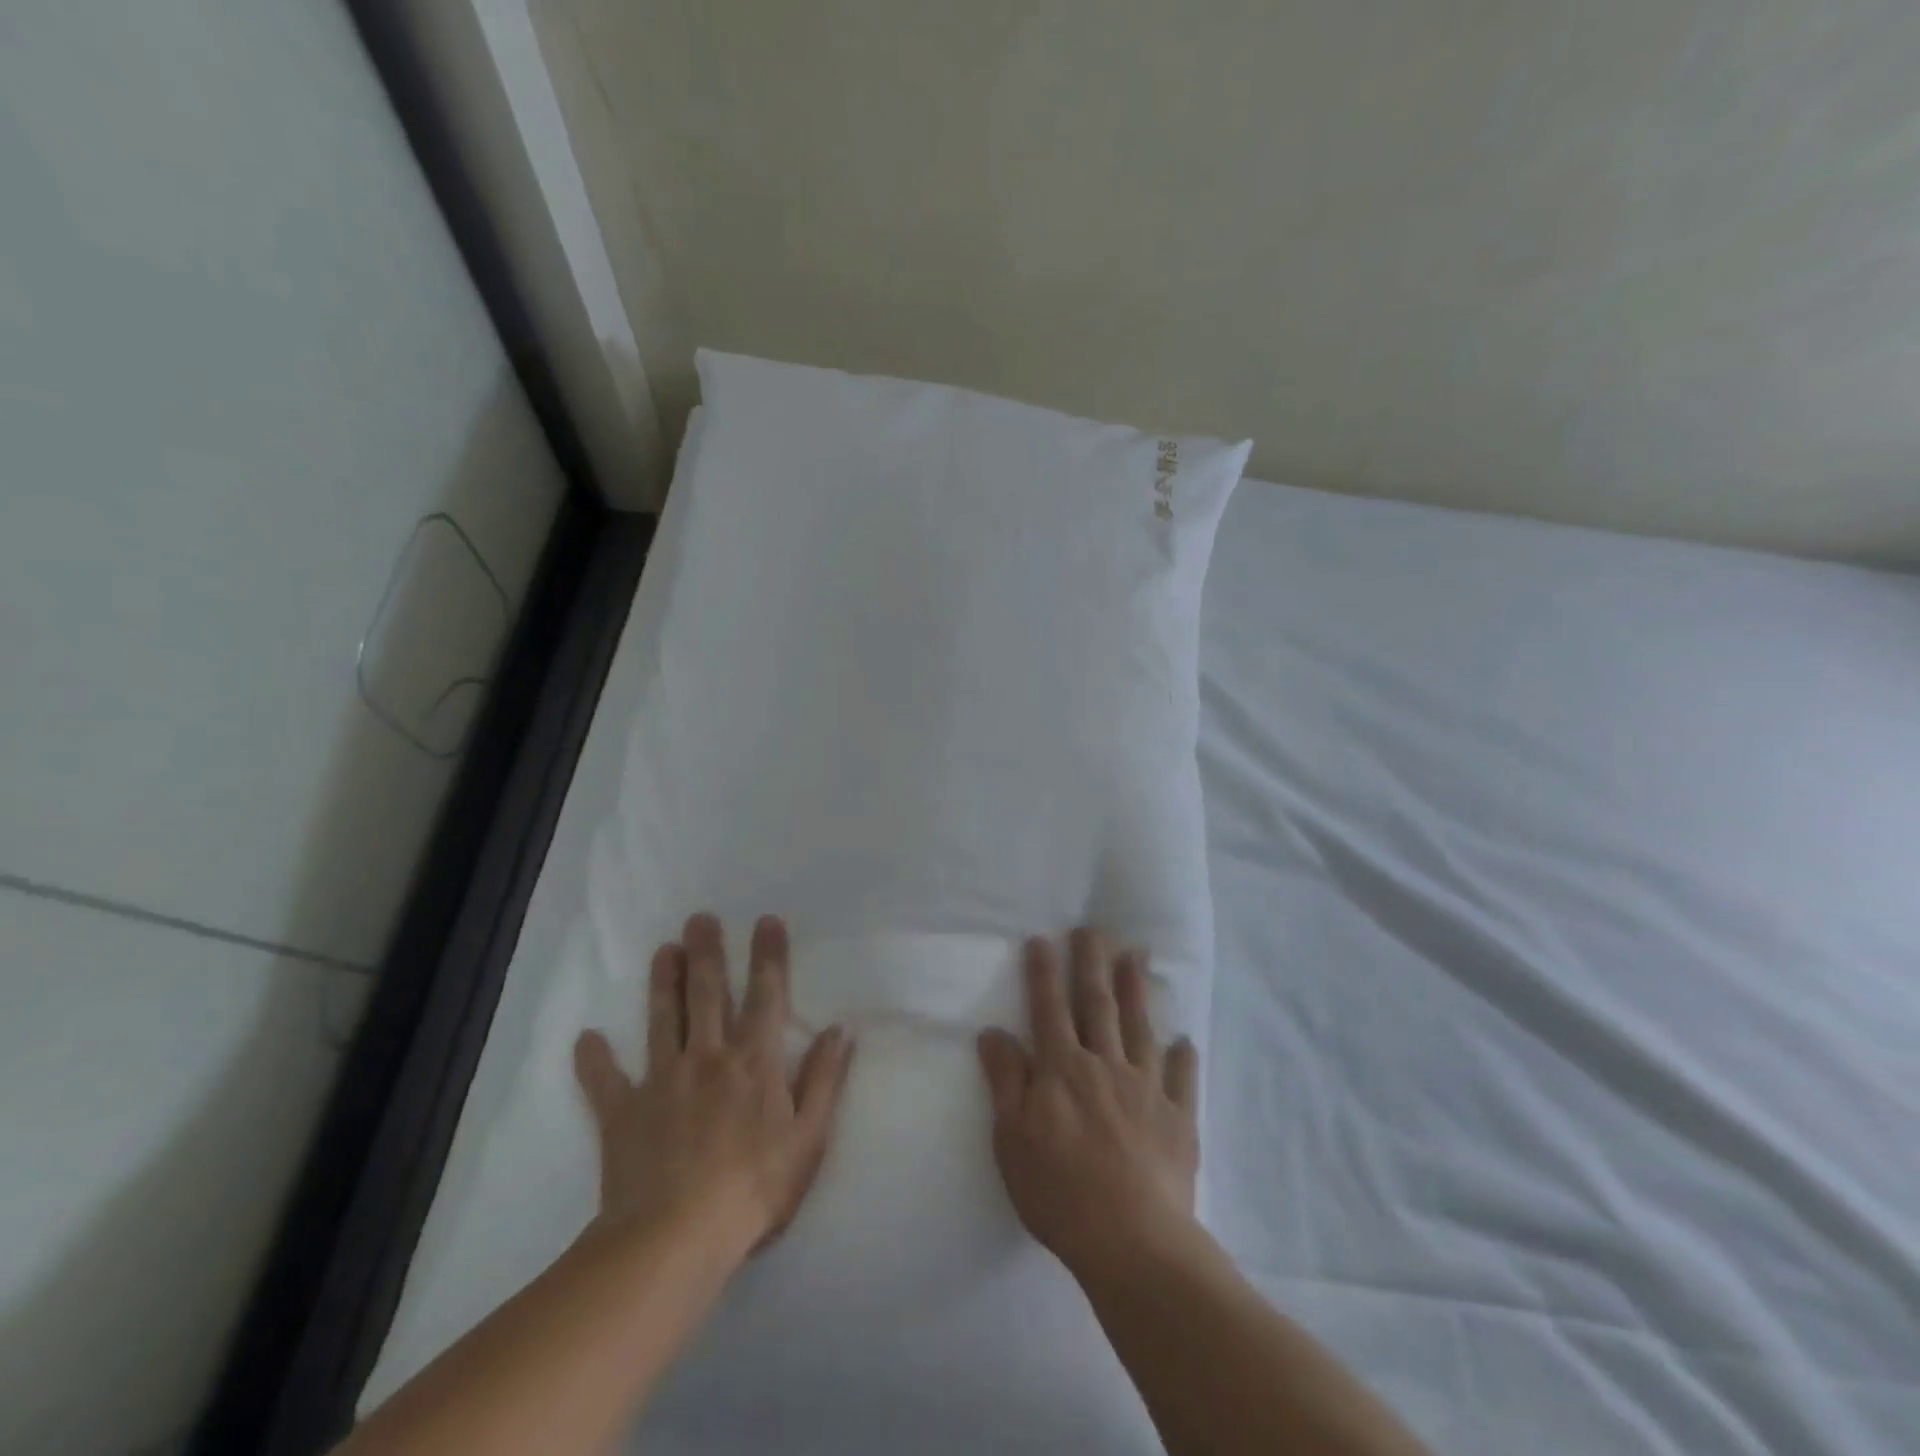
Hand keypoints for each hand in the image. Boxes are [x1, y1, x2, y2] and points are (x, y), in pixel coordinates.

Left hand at [573, 913, 855, 1259]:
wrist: (675, 1239)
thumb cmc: (753, 1189)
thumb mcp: (808, 1138)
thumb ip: (824, 1080)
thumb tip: (840, 1030)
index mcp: (753, 1062)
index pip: (766, 996)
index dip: (768, 956)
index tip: (766, 921)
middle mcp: (708, 1057)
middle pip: (708, 994)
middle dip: (706, 953)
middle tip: (700, 918)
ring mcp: (662, 1081)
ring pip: (662, 1020)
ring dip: (662, 983)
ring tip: (663, 950)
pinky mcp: (623, 1112)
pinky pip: (605, 1081)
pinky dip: (595, 1060)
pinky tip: (586, 1039)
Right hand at [977, 928, 1201, 1279]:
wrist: (1133, 1241)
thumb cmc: (1059, 1191)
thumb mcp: (1012, 1139)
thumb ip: (1005, 1080)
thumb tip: (993, 1030)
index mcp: (1063, 1069)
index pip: (1049, 1009)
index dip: (1044, 973)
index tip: (1042, 939)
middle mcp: (1105, 1065)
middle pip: (1097, 1005)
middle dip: (1092, 963)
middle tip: (1094, 928)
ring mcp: (1146, 1089)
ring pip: (1140, 1028)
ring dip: (1137, 991)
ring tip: (1136, 956)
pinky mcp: (1179, 1119)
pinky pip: (1182, 1080)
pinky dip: (1184, 1058)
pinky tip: (1186, 1041)